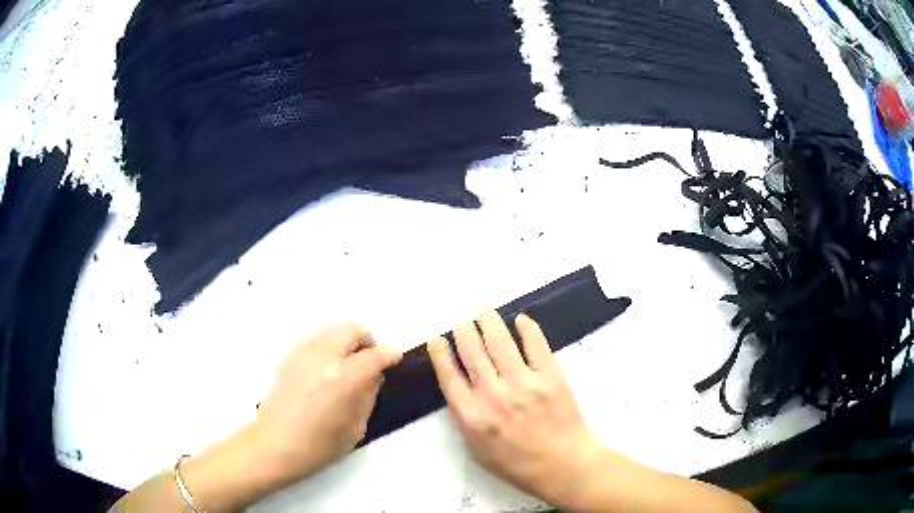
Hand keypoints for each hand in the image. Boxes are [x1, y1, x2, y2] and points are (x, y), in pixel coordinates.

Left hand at [253, 322, 401, 485]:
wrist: (273, 446)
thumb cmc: (318, 446)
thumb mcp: (355, 428)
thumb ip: (367, 397)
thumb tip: (373, 377)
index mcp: (343, 378)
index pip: (374, 355)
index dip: (389, 355)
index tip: (395, 358)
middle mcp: (323, 357)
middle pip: (352, 330)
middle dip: (367, 342)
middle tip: (369, 362)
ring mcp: (302, 354)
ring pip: (332, 330)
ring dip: (346, 341)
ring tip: (347, 365)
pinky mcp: (288, 357)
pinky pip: (315, 339)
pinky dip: (328, 345)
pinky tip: (326, 369)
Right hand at [427, 310, 603, 506]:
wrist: (562, 465)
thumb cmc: (517, 464)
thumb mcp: (476, 450)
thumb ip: (465, 420)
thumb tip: (461, 389)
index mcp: (471, 416)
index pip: (448, 374)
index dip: (440, 352)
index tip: (438, 339)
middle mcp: (492, 395)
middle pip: (471, 350)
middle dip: (464, 331)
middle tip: (465, 324)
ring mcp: (523, 383)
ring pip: (499, 340)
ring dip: (488, 322)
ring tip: (485, 313)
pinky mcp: (550, 376)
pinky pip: (535, 343)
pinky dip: (526, 327)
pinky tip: (520, 320)